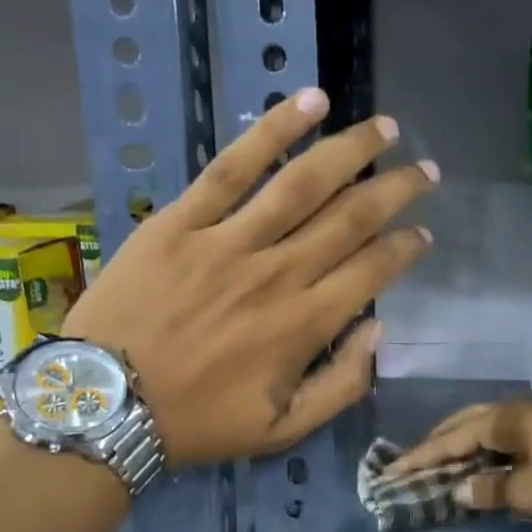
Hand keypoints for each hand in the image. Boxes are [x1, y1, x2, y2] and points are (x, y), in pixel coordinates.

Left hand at [63, 89, 435, 465]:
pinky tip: (309, 101)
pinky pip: (232, 167)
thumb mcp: (282, 430)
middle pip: (352, 217)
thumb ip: (341, 386)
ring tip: (386, 128)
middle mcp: (279, 273)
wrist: (105, 404)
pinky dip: (273, 130)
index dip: (406, 248)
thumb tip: (378, 332)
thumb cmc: (197, 423)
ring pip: (304, 182)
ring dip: (352, 150)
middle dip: (397, 190)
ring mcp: (229, 241)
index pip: (373, 271)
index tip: (423, 234)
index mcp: (305, 325)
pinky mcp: (182, 220)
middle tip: (425, 171)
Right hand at [390, 397, 531, 528]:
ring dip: (461, 446)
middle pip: (466, 424)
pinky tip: (481, 466)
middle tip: (413, 464)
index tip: (393, 472)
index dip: (421, 458)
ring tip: (440, 465)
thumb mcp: (530, 491)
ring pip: (486, 429)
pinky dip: (485, 452)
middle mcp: (517, 412)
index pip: (451, 438)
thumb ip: (489, 489)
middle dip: (438, 444)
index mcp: (505, 419)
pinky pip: (505, 439)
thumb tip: (458, 490)